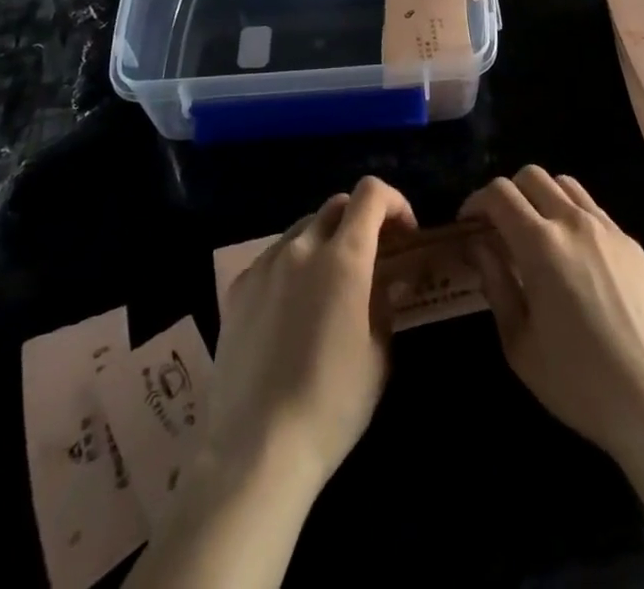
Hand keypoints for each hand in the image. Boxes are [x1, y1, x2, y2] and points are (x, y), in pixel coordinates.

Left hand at [208, 177, 416, 492]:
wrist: (256, 450)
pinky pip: (274, 257)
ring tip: (331, 283)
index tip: (405, 234)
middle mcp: (302, 247)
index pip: (371, 193)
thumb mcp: (378, 354)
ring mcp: (265, 264)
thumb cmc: (332, 404)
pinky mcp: (238, 288)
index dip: (394, 202)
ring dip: (326, 240)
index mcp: (344, 257)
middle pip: (336, 205)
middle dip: (361, 220)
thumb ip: (385, 302)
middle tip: (372, 258)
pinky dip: (293, 264)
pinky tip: (294, 306)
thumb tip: (389, 278)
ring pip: (303, 228)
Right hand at [460, 165, 643, 462]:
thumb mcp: (519, 343)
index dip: (477, 201)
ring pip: (564, 184)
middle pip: (531, 176)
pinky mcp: (631, 243)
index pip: (500, 193)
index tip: (469, 224)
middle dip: (508, 193)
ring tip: (536, 233)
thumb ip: (495, 283)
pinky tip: (572, 254)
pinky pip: (592, 209)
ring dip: (541, 197)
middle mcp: (573, 223)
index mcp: (541, 245)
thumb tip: (478, 245)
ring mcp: (607, 229)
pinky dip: (571, 215)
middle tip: (499, 227)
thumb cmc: (577, 381)